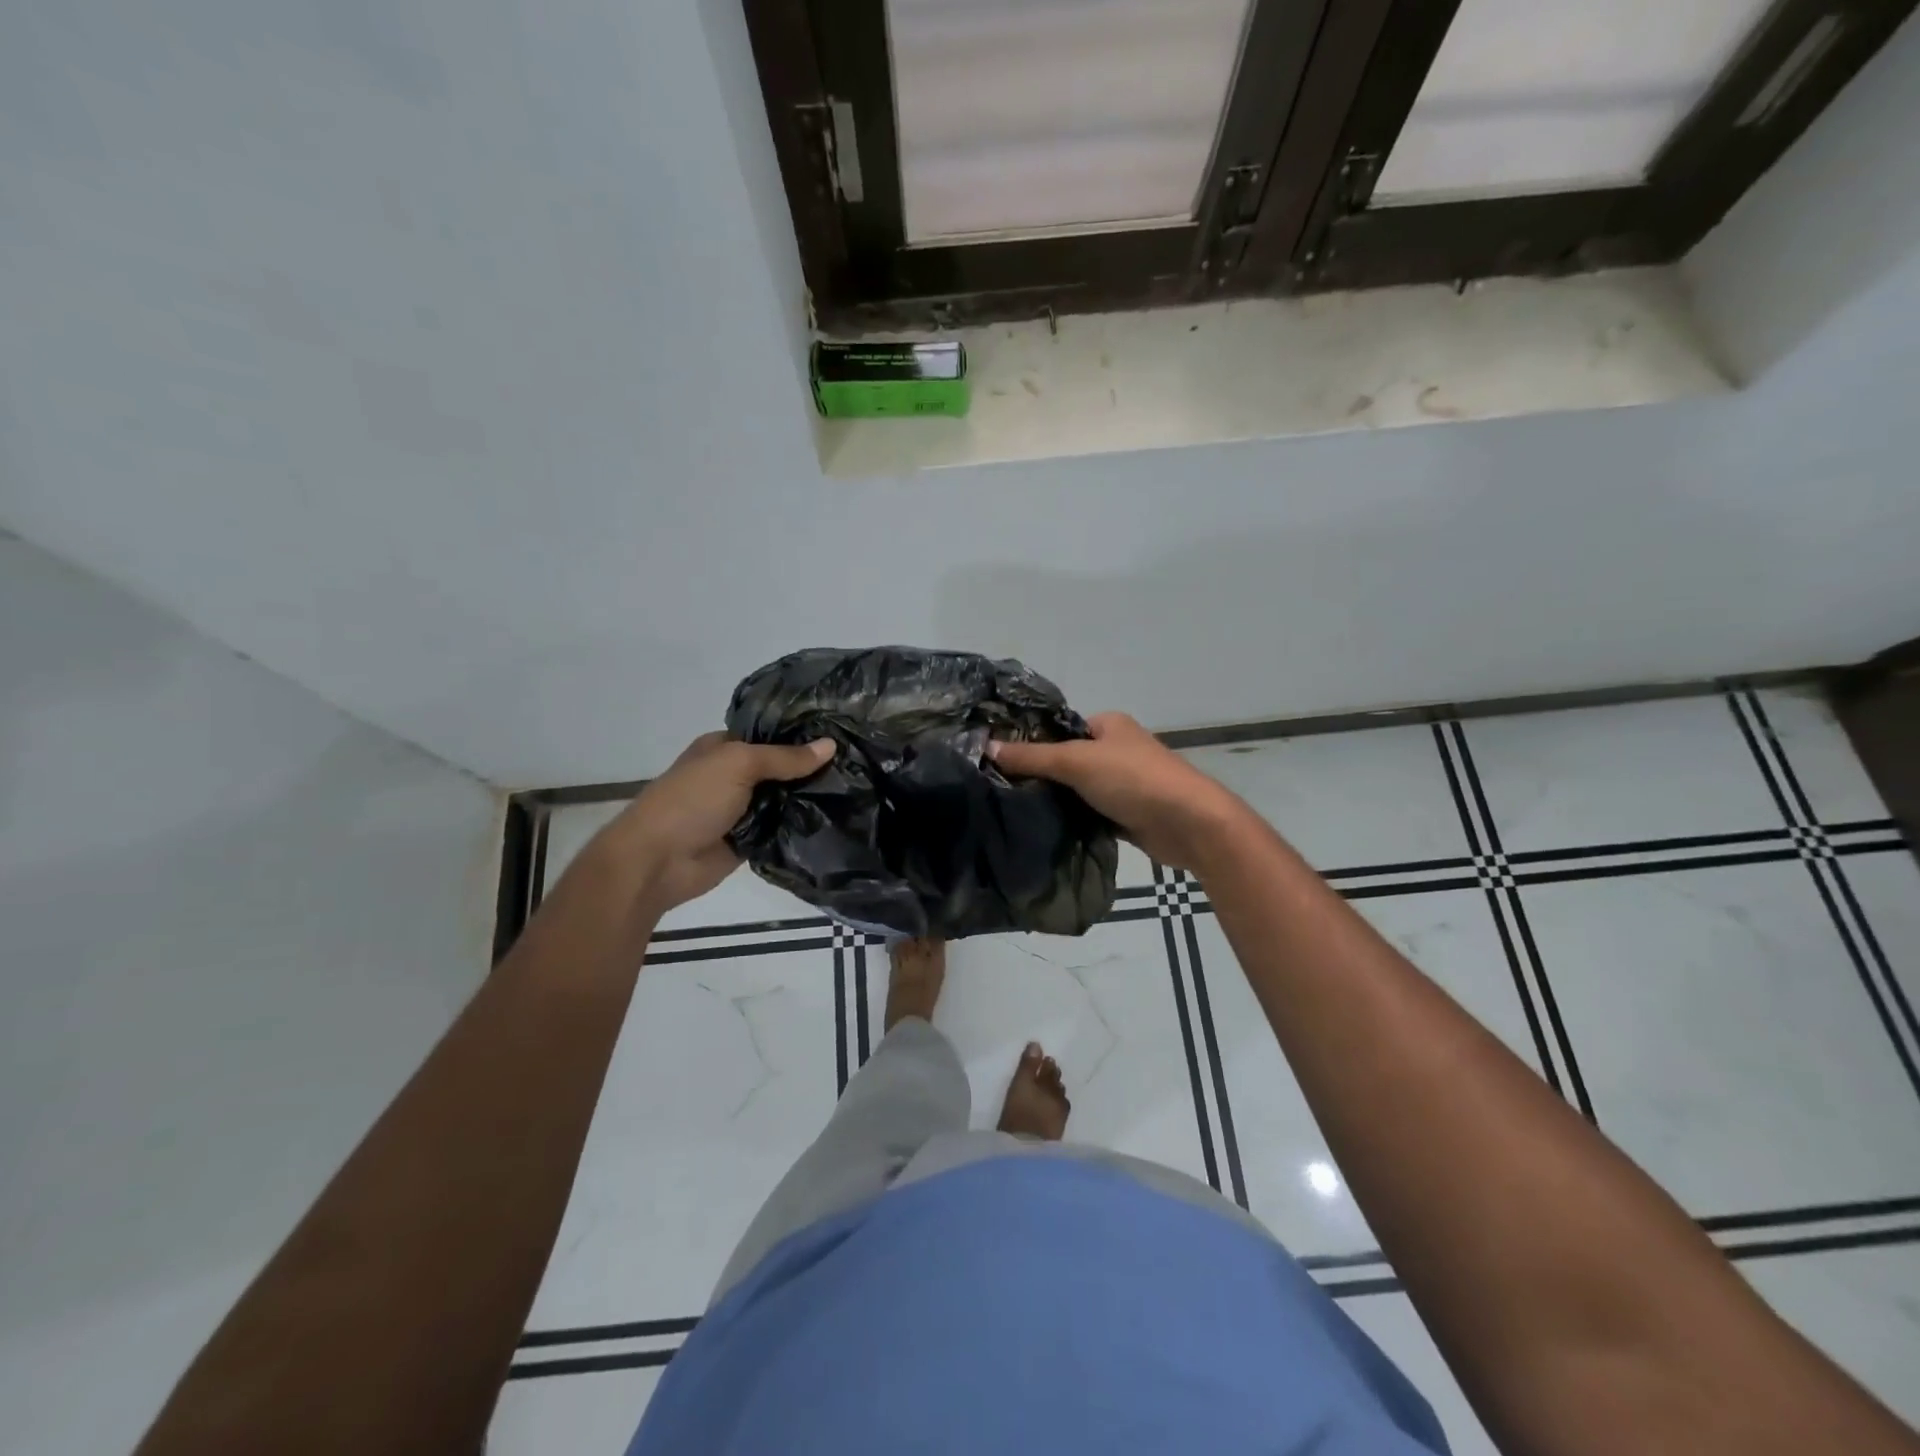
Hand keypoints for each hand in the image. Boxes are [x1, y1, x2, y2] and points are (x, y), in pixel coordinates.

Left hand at [584, 732, 834, 916]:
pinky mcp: (751, 840)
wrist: (657, 862)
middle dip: (813, 766)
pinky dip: (802, 825)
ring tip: (857, 788)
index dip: (801, 732)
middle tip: (858, 762)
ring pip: (785, 798)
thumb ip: (784, 757)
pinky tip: (838, 818)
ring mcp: (742, 809)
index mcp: (724, 748)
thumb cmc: (691, 800)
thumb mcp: (738, 764)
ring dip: (811, 797)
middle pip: (782, 767)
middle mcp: (734, 775)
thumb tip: (831, 745)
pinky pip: (782, 828)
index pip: (770, 734)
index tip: (842, 731)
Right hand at [989, 713, 1250, 874]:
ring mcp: (1121, 783)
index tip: (995, 759)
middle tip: (998, 788)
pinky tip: (1041, 828)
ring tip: (1011, 809)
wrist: (1189, 824)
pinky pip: (1088, 813)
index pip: (1058, 728)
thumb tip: (986, 747)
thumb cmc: (1133, 779)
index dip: (1029, 741)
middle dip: (1038, 774)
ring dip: (1054, 800)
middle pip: (1065, 760)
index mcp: (1108, 724)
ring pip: (1075, 789)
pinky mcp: (1125, 813)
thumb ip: (1032, 757)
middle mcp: (1115, 749)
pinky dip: (1071, 820)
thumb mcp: (1076, 762)